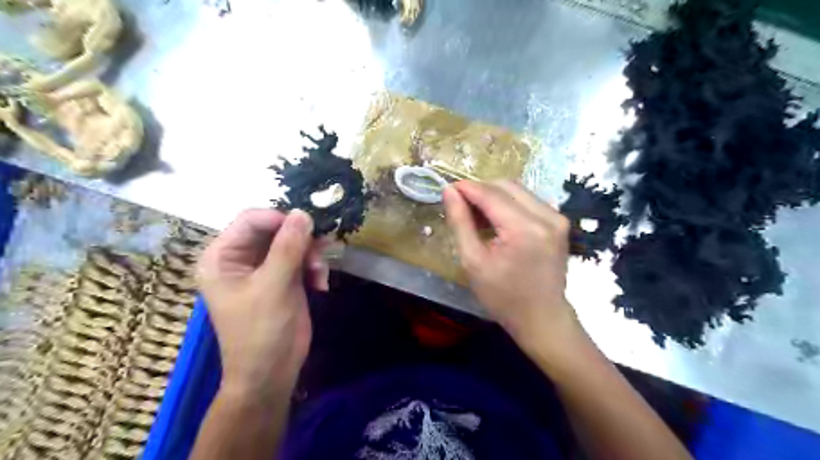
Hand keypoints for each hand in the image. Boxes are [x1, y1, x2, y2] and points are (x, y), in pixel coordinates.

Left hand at [196, 211, 328, 396]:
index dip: (280, 219)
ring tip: (319, 275)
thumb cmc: (261, 332)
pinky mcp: (283, 279)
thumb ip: (288, 248)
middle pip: (275, 230)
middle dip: (301, 240)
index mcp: (223, 257)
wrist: (271, 374)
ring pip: (293, 243)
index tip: (308, 227)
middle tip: (321, 251)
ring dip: (311, 255)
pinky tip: (321, 284)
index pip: (251, 220)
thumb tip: (303, 212)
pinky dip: (314, 268)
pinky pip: (302, 259)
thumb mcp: (274, 287)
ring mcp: (264, 269)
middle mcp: (241, 258)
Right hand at [442, 181, 582, 354]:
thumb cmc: (503, 297)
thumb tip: (449, 191)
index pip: (491, 194)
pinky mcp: (559, 222)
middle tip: (461, 206)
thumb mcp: (473, 262)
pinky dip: (508, 204)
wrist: (542, 318)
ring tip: (477, 216)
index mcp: (525, 229)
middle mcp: (546, 216)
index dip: (466, 188)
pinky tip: (497, 221)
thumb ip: (460, 222)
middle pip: (506, 185)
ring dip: (494, 196)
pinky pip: (528, 200)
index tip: (447, 189)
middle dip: (480, 190)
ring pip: (518, 190)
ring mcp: (557, 218)